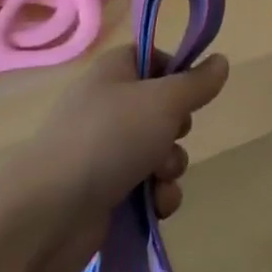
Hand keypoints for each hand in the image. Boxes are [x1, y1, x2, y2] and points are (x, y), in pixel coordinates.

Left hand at [1, 44, 229, 271]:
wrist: (51, 212)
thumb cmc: (109, 138)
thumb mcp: (163, 101)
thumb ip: (196, 83)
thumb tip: (221, 60)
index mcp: (114, 72)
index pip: (153, 58)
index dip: (177, 72)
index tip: (192, 89)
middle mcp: (108, 106)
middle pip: (163, 109)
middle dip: (178, 130)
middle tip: (172, 135)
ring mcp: (105, 150)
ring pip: (161, 151)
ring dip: (170, 167)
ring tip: (158, 179)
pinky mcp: (106, 191)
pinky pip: (148, 186)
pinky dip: (157, 196)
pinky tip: (155, 206)